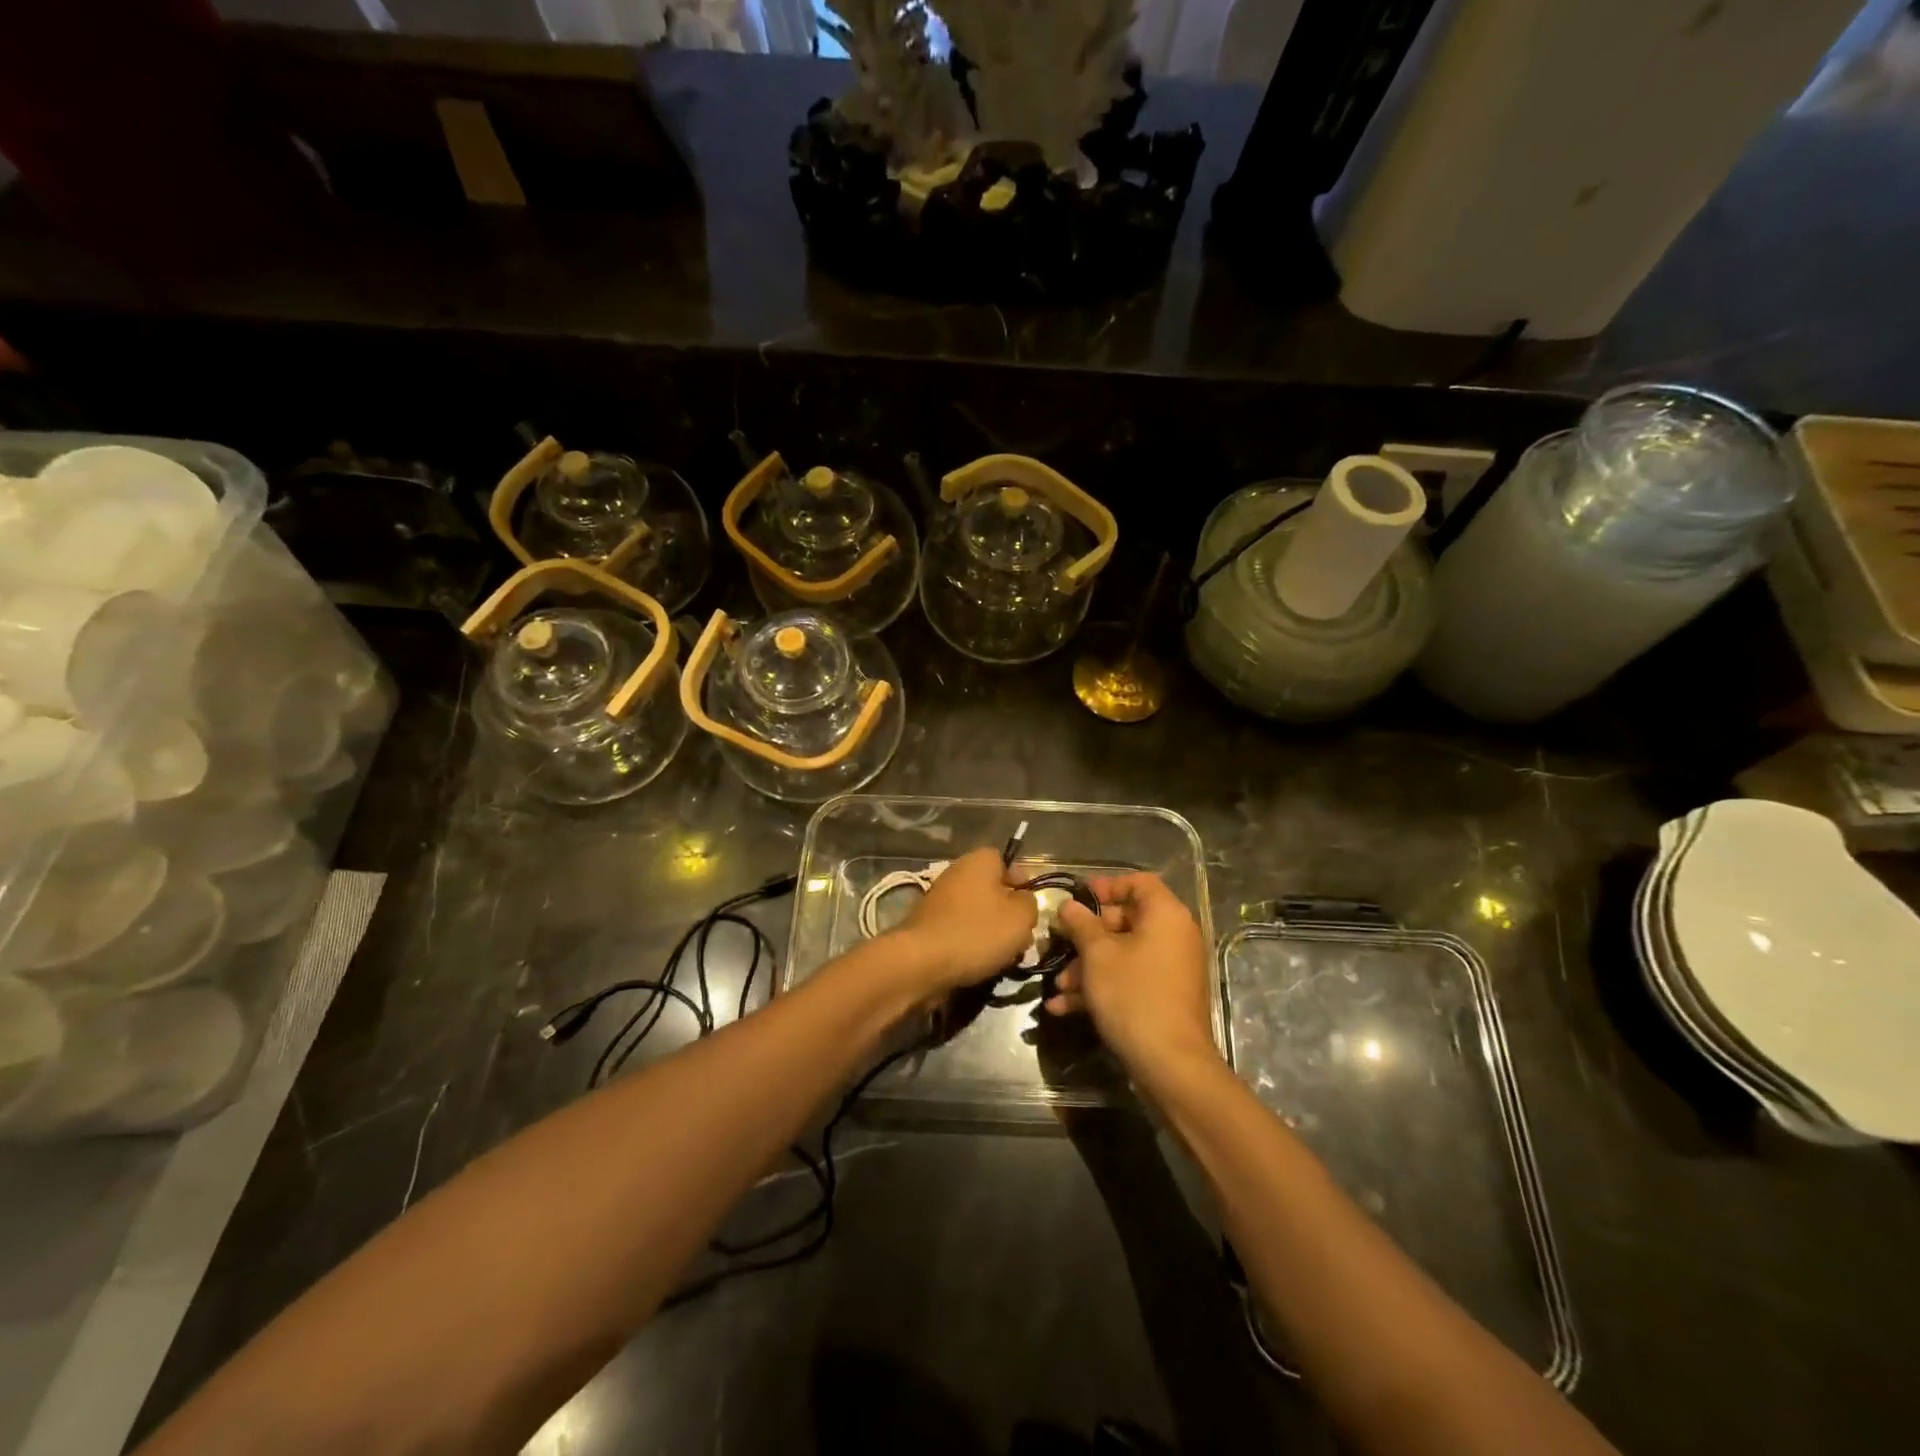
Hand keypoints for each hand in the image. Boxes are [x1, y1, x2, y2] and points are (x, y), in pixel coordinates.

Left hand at [889, 847, 1037, 995]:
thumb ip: (1030, 903)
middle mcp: (957, 873)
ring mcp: (940, 900)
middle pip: (994, 890)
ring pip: (979, 913)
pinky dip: (972, 945)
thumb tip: (1023, 901)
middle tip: (1022, 937)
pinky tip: (980, 964)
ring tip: (1004, 957)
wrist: (922, 963)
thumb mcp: (1020, 917)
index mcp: (979, 861)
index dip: (1023, 883)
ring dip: (993, 934)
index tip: (1031, 908)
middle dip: (1009, 914)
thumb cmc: (977, 932)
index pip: (1007, 861)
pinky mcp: (930, 926)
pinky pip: (961, 931)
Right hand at [1049, 872, 1218, 1076]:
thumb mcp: (1098, 955)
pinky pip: (1130, 979)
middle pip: (1126, 921)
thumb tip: (1069, 905)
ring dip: (1088, 968)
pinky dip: (1102, 988)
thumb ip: (1081, 924)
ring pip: (1123, 955)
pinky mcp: (1165, 997)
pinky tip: (1065, 1007)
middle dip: (1087, 936)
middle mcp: (1174, 936)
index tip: (1078, 898)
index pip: (1138, 883)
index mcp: (1165, 916)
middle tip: (1060, 944)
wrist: (1170, 1064)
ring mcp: (1170, 969)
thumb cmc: (1133, 995)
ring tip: (1059, 987)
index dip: (1107, 885)